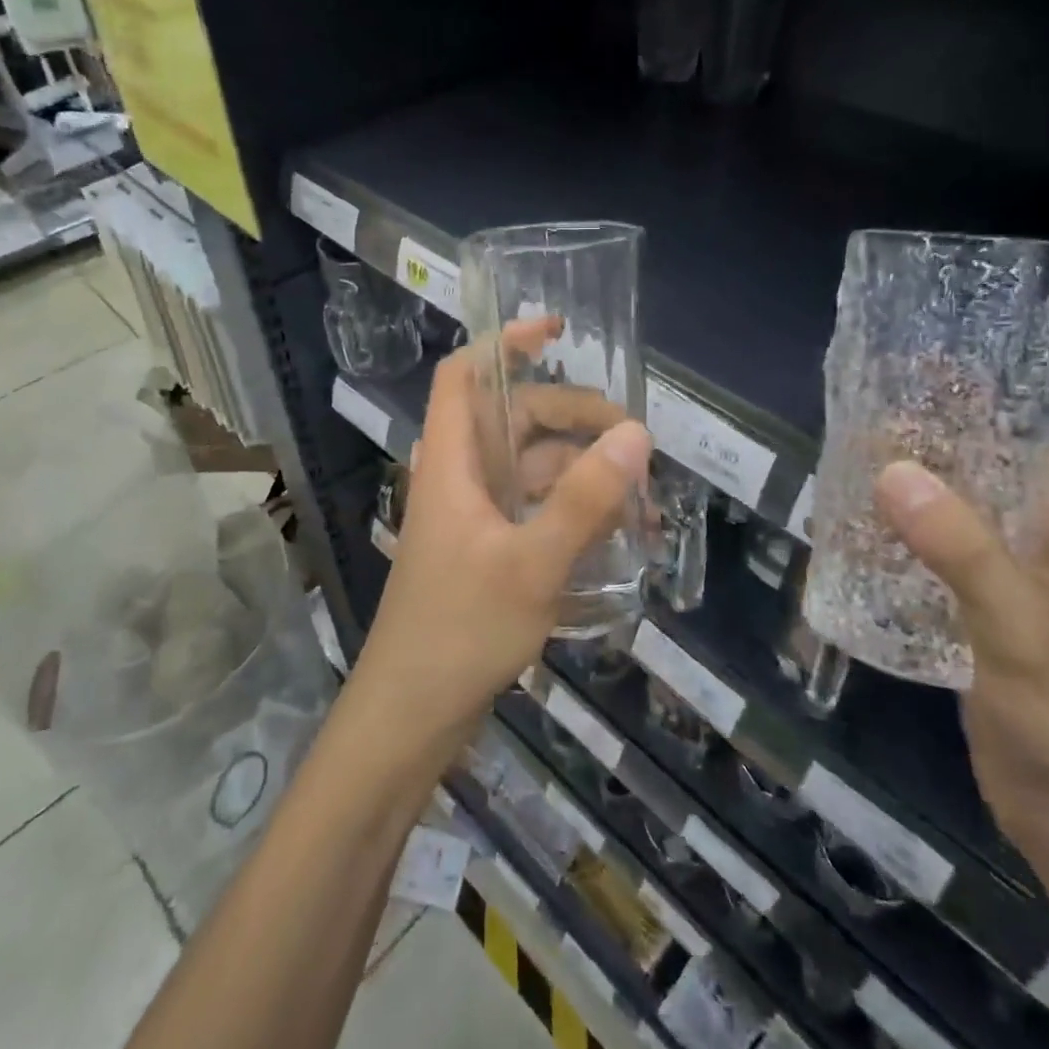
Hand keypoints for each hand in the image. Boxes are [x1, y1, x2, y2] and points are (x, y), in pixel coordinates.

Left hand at [349, 320, 652, 762]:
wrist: (410, 718)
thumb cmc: (460, 632)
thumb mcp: (532, 564)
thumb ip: (584, 500)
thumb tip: (636, 434)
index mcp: (452, 462)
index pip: (463, 375)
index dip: (503, 342)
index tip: (556, 330)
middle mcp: (460, 478)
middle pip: (514, 419)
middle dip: (572, 417)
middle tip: (633, 439)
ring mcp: (473, 516)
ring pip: (530, 467)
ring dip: (581, 470)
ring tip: (639, 493)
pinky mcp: (486, 550)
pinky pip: (533, 507)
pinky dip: (572, 508)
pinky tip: (614, 530)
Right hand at [874, 444, 1048, 868]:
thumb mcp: (1021, 624)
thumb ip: (961, 546)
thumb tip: (890, 468)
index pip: (1031, 441)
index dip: (980, 403)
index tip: (915, 372)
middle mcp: (1043, 548)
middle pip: (983, 475)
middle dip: (927, 445)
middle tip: (860, 415)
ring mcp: (1009, 587)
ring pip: (953, 518)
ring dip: (907, 494)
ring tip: (845, 463)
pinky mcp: (976, 621)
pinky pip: (934, 562)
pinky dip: (898, 542)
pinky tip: (853, 533)